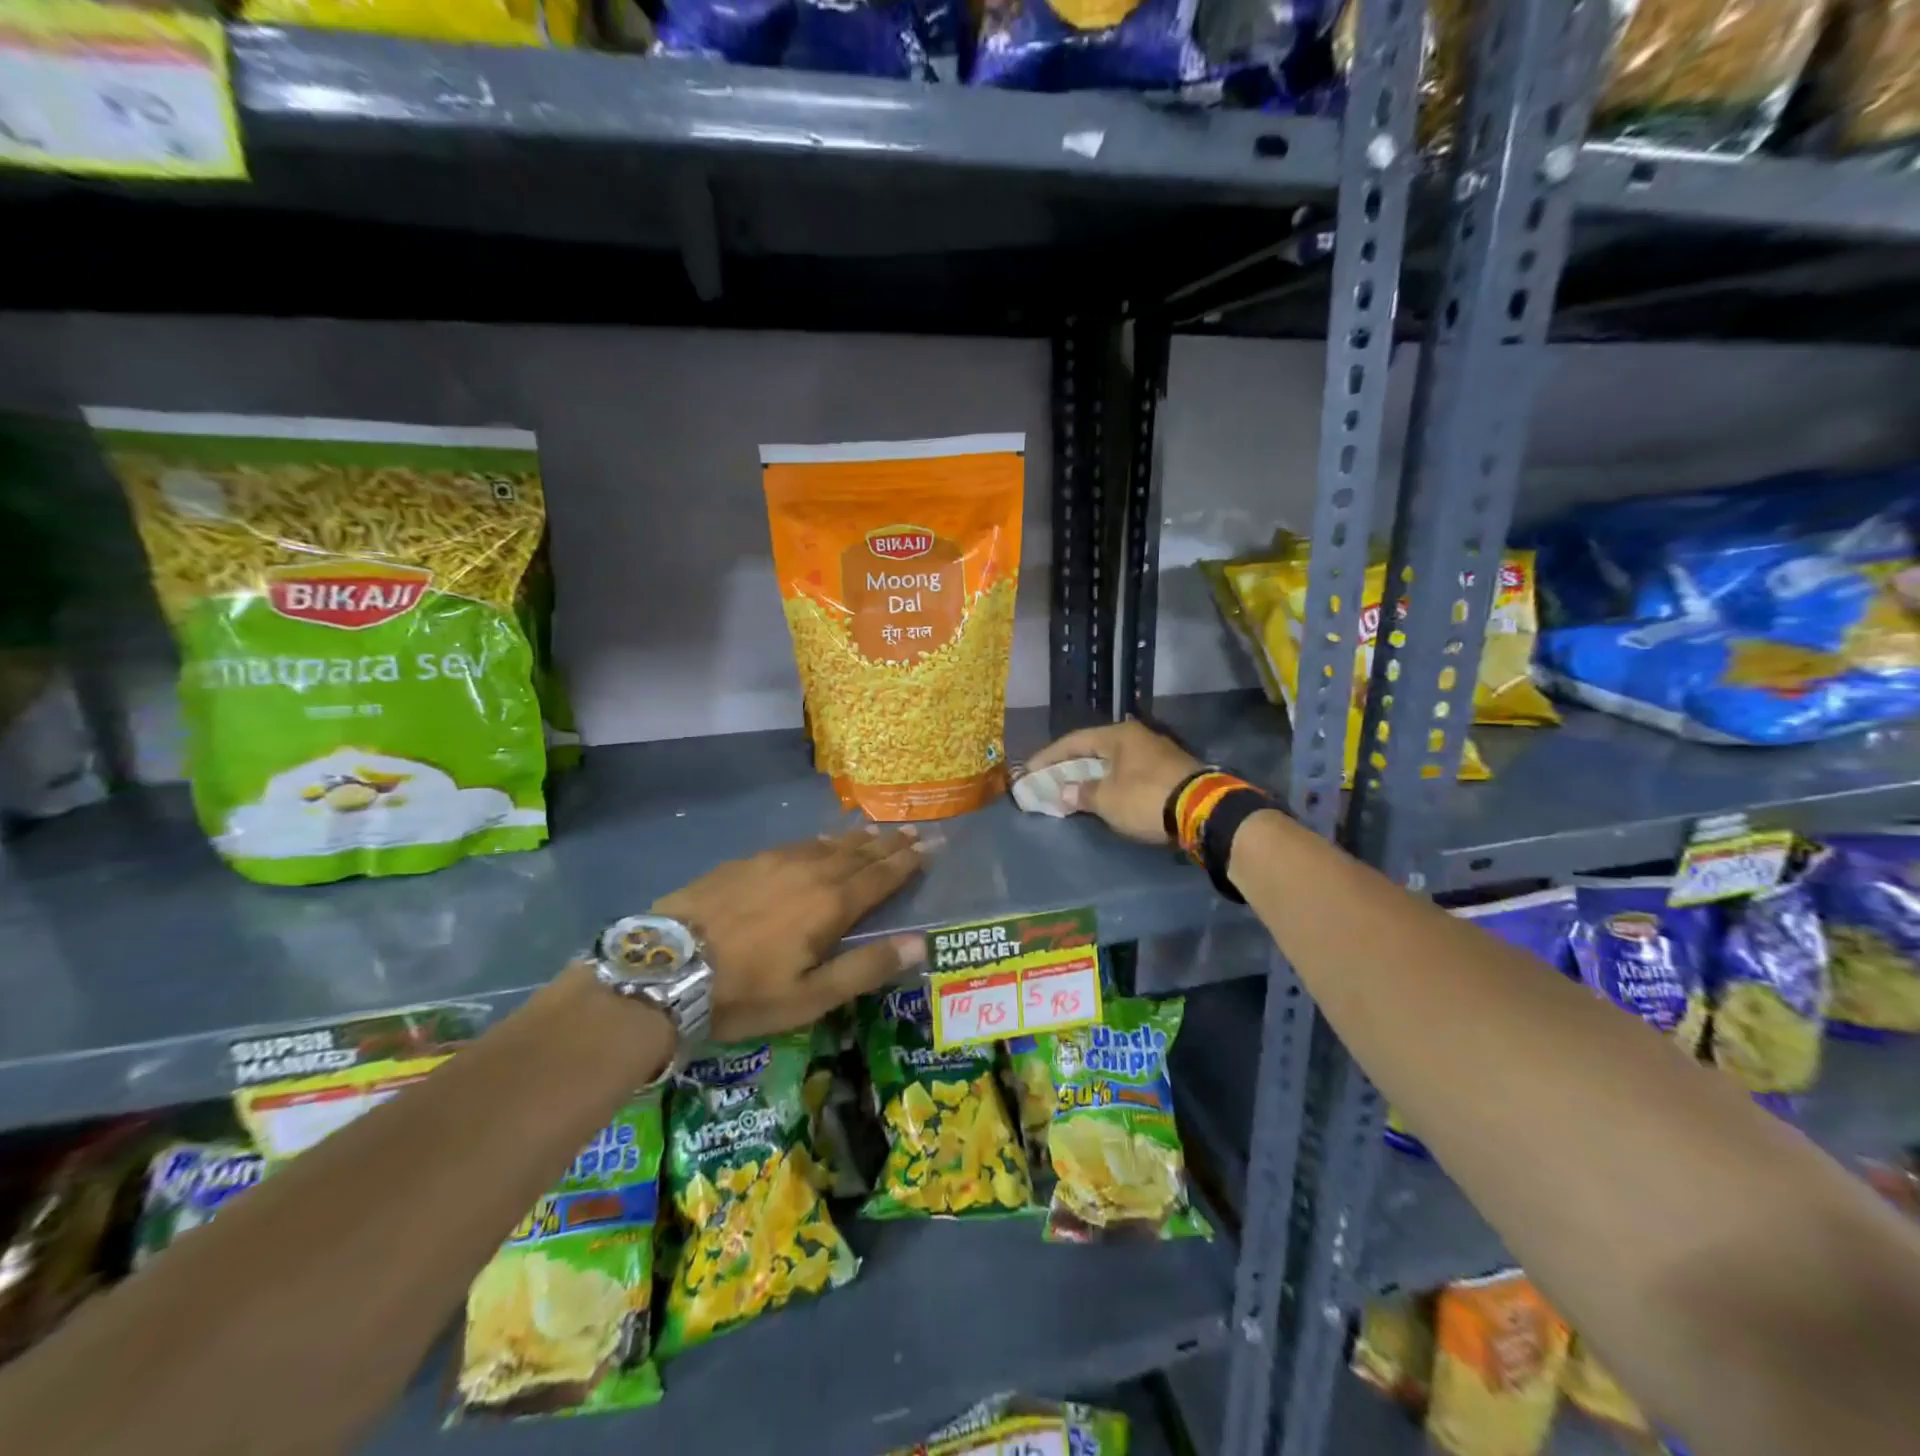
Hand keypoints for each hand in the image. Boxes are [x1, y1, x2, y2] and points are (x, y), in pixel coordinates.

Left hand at [655, 827, 928, 1039]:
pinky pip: (798, 843)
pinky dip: (820, 840)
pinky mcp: (748, 861)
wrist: (667, 966)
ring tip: (877, 830)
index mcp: (832, 904)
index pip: (881, 876)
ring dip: (857, 838)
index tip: (931, 845)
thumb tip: (920, 943)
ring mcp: (776, 862)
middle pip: (860, 853)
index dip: (908, 861)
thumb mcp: (811, 996)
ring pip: (828, 843)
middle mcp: (811, 872)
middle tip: (914, 831)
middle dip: (890, 843)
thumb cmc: (745, 991)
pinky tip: (820, 841)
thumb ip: (866, 968)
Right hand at [1025, 719, 1201, 844]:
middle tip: (1048, 780)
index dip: (1047, 757)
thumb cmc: (1146, 798)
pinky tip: (1104, 795)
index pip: (1073, 741)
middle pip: (1094, 749)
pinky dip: (1111, 783)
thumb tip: (1063, 793)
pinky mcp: (1170, 771)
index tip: (1028, 771)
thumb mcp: (1107, 799)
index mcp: (1118, 735)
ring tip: (1072, 790)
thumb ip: (1081, 793)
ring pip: (1113, 762)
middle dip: (1069, 766)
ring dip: (1091, 776)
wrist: (1204, 811)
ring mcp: (1157, 753)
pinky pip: (1129, 773)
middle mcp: (1137, 737)